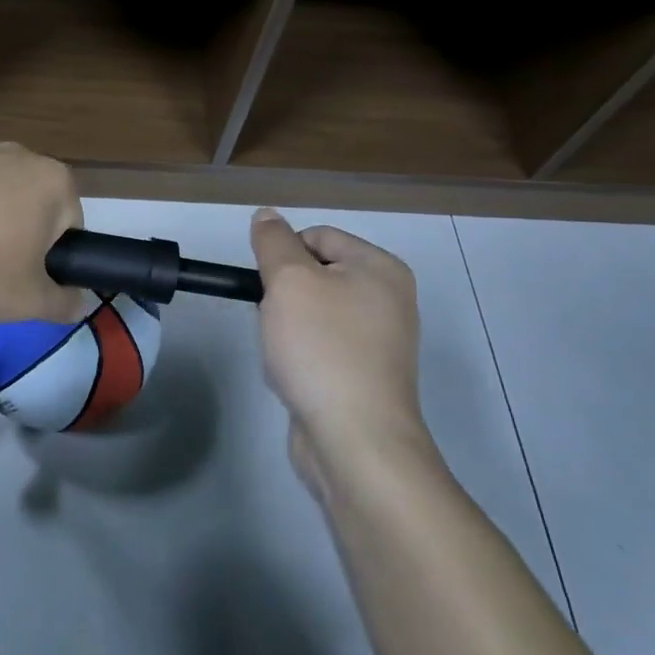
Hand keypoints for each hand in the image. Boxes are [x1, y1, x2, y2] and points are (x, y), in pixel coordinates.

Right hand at [249, 209, 439, 507]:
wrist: (354, 438)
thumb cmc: (322, 347)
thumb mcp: (289, 281)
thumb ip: (273, 242)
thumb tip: (266, 216)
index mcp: (380, 268)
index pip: (317, 236)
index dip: (282, 254)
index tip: (266, 286)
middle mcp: (388, 298)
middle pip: (315, 273)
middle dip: (283, 294)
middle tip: (274, 319)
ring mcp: (379, 340)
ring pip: (313, 312)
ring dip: (286, 326)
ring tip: (282, 351)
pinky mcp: (364, 374)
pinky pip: (321, 346)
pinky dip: (300, 354)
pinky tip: (292, 373)